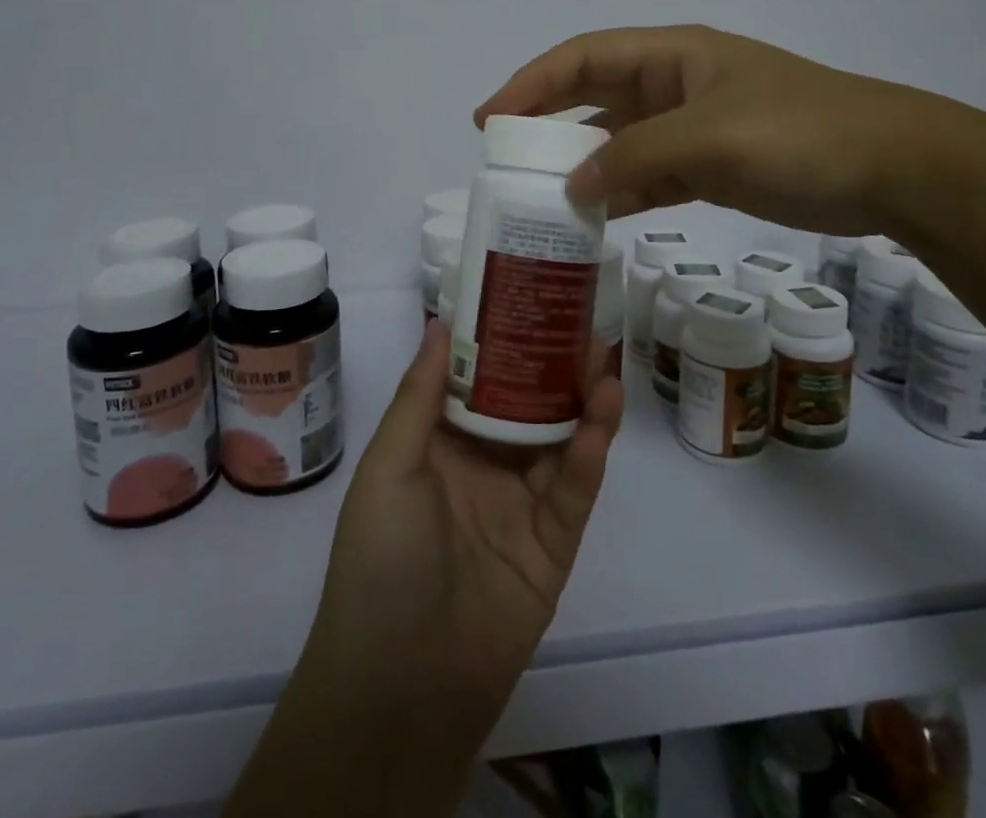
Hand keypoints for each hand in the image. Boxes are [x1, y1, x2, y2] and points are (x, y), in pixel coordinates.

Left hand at [226, 330, 619, 817]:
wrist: (401, 687)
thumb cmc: (381, 559)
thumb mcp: (390, 466)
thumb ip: (421, 396)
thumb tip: (442, 322)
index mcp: (441, 444)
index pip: (478, 379)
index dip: (502, 340)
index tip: (526, 298)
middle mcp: (483, 465)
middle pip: (527, 403)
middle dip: (553, 364)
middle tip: (582, 320)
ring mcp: (521, 504)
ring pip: (559, 439)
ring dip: (582, 399)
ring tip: (603, 355)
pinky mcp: (553, 544)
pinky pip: (574, 489)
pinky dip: (590, 451)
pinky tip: (604, 412)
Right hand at [474, 24, 954, 232]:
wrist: (891, 169)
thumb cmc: (798, 134)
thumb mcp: (708, 137)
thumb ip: (633, 157)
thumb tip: (573, 188)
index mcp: (673, 56)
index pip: (584, 58)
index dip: (532, 83)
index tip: (491, 119)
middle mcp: (676, 85)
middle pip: (595, 96)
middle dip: (548, 121)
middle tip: (505, 156)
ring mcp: (693, 127)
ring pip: (620, 141)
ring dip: (583, 164)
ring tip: (540, 196)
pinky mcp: (711, 166)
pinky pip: (649, 175)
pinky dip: (621, 192)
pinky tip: (595, 217)